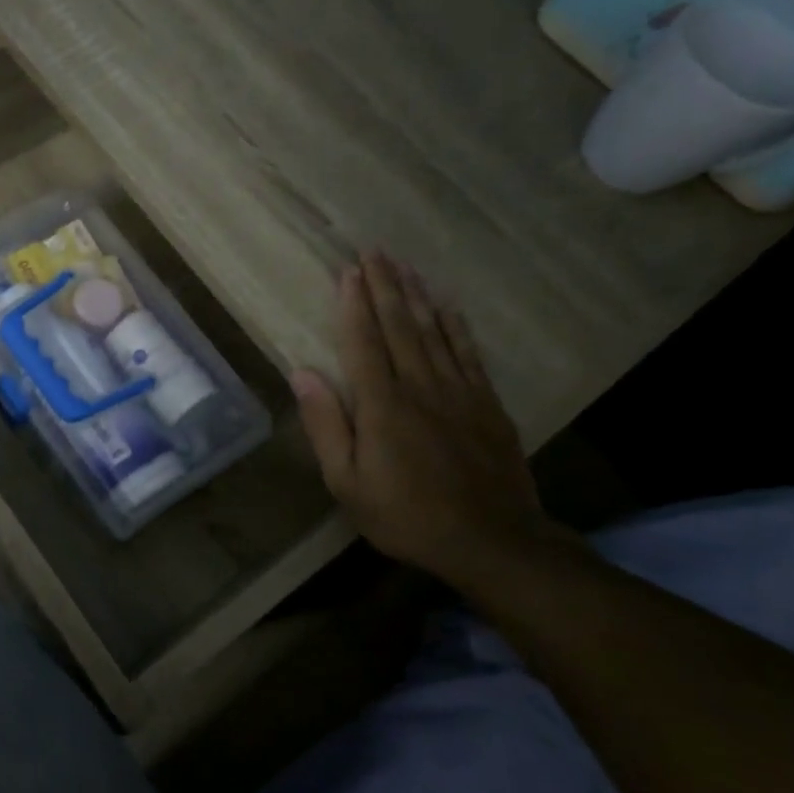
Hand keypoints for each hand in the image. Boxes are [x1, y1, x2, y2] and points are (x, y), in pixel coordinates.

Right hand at [291, 252, 555, 581]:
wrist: (491, 541)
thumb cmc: (406, 515)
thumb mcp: (347, 482)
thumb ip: (326, 425)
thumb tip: (302, 373)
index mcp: (382, 405)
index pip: (363, 342)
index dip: (353, 305)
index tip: (347, 271)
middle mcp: (420, 387)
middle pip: (399, 326)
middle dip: (384, 286)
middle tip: (374, 251)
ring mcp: (459, 392)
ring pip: (434, 331)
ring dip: (417, 295)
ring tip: (404, 265)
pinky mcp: (487, 404)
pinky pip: (468, 353)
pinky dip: (456, 325)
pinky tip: (447, 305)